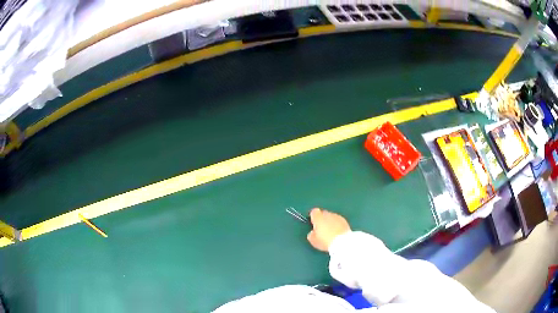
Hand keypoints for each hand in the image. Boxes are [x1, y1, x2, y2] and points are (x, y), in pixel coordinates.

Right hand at [307, 208, 350, 251]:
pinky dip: (336, 224)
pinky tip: (337, 232)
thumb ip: (311, 234)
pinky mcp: (344, 220)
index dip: (313, 217)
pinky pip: (338, 220)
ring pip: (331, 217)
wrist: (342, 242)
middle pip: (323, 213)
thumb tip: (312, 232)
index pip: (314, 212)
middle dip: (322, 219)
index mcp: (318, 217)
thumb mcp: (313, 241)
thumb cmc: (325, 241)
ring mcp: (337, 216)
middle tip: (321, 229)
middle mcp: (327, 214)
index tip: (313, 223)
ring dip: (330, 222)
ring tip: (330, 232)